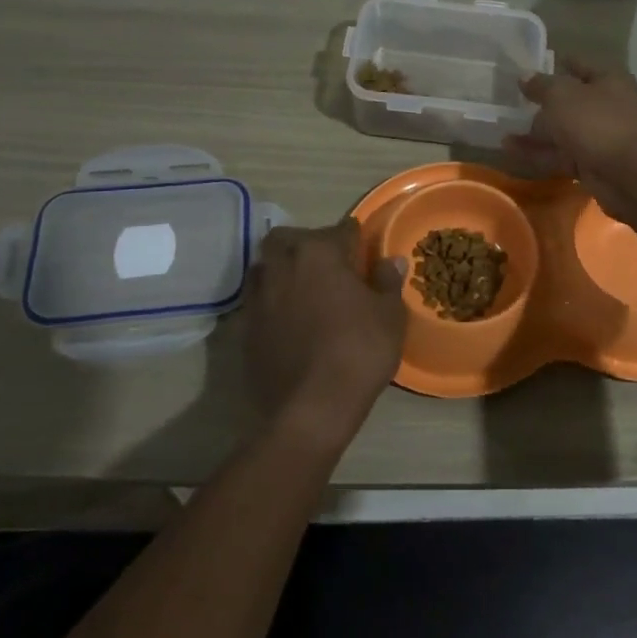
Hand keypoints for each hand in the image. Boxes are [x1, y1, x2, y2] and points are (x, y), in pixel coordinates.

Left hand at [242, 220, 406, 446]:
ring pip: (266, 266)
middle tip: (328, 265)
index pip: (341, 229)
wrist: (311, 408)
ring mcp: (259, 296)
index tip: (364, 251)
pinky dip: (272, 300)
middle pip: (289, 238)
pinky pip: (258, 299)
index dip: (355, 238)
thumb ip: (388, 282)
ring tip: (304, 288)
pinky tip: (289, 318)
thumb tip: (391, 261)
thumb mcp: (389, 316)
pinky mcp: (246, 326)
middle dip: (307, 243)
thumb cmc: (359, 352)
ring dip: (283, 268)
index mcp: (320, 252)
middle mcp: (284, 265)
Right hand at [502, 59, 636, 219]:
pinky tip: (511, 150)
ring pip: (563, 131)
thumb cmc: (596, 122)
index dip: (556, 64)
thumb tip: (524, 77)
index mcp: (608, 80)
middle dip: (541, 103)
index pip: (579, 65)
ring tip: (503, 130)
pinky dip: (538, 152)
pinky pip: (560, 154)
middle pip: (570, 101)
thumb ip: (540, 85)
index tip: (531, 67)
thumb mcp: (562, 95)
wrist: (627, 175)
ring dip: (535, 132)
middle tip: (512, 103)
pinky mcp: (592, 164)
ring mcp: (601, 137)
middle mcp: (608, 105)